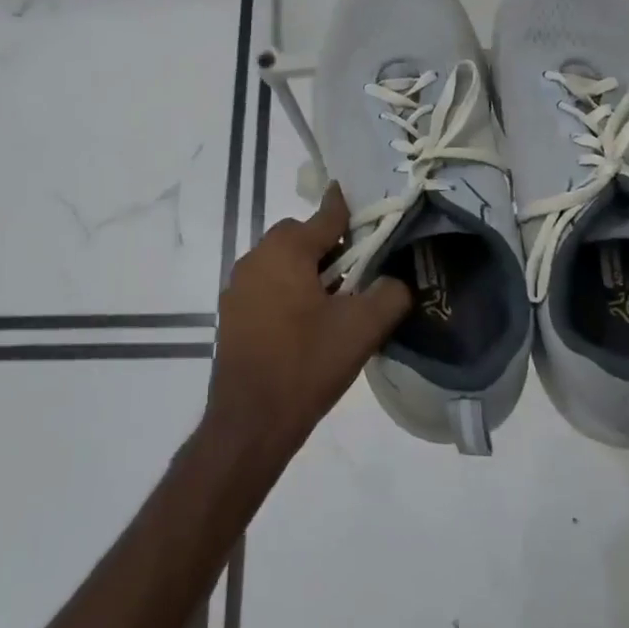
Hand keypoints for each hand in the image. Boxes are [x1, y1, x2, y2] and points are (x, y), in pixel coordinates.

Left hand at [205, 186, 410, 470]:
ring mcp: (238, 286)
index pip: (326, 216)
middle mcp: (257, 257)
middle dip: (327, 246)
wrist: (251, 421)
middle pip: (300, 236)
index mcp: (287, 250)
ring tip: (331, 302)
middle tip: (354, 274)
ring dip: (305, 269)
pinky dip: (285, 289)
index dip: (349, 210)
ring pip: (281, 261)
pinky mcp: (231, 312)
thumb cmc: (307, 364)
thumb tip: (397, 280)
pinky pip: (266, 285)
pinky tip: (303, 323)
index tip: (365, 206)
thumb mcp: (362, 328)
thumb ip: (389, 294)